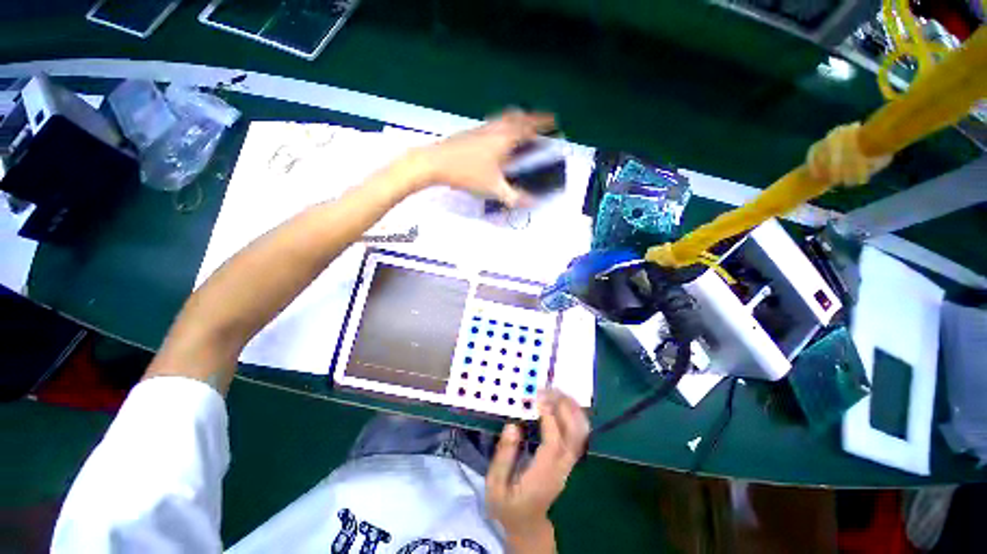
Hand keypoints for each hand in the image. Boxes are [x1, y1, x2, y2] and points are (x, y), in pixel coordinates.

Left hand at [413, 110, 555, 207]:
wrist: (435, 163)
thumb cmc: (467, 173)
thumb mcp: (494, 188)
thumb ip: (514, 197)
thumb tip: (532, 202)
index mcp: (505, 137)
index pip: (529, 125)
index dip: (543, 123)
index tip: (553, 121)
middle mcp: (495, 128)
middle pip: (516, 116)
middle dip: (529, 118)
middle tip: (536, 125)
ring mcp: (480, 128)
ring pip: (502, 118)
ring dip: (514, 121)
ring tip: (518, 131)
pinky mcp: (469, 133)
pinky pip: (491, 125)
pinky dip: (500, 128)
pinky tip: (495, 142)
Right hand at [486, 390, 589, 550]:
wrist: (528, 524)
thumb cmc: (508, 505)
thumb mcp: (495, 486)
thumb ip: (503, 457)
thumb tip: (513, 425)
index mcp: (542, 476)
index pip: (553, 444)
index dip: (549, 419)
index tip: (539, 398)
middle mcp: (561, 468)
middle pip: (573, 435)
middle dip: (564, 408)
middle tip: (549, 388)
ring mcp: (568, 465)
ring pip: (580, 434)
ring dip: (572, 410)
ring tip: (558, 390)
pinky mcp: (568, 461)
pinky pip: (578, 436)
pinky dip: (575, 416)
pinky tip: (565, 402)